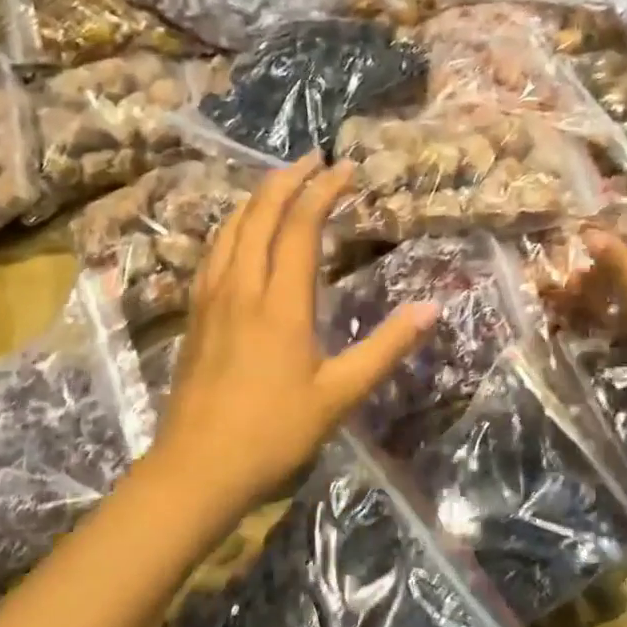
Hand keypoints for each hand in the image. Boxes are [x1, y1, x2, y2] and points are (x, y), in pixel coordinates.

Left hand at [147, 154, 437, 527]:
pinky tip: (238, 232)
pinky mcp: (195, 315)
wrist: (197, 469)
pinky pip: (213, 252)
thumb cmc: (273, 433)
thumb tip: (431, 309)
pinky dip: (232, 226)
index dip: (323, 191)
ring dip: (256, 197)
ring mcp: (211, 299)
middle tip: (313, 158)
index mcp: (280, 303)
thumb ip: (385, 348)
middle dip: (286, 179)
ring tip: (279, 182)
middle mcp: (242, 287)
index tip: (345, 168)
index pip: (300, 227)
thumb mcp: (340, 395)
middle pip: (259, 215)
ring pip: (230, 228)